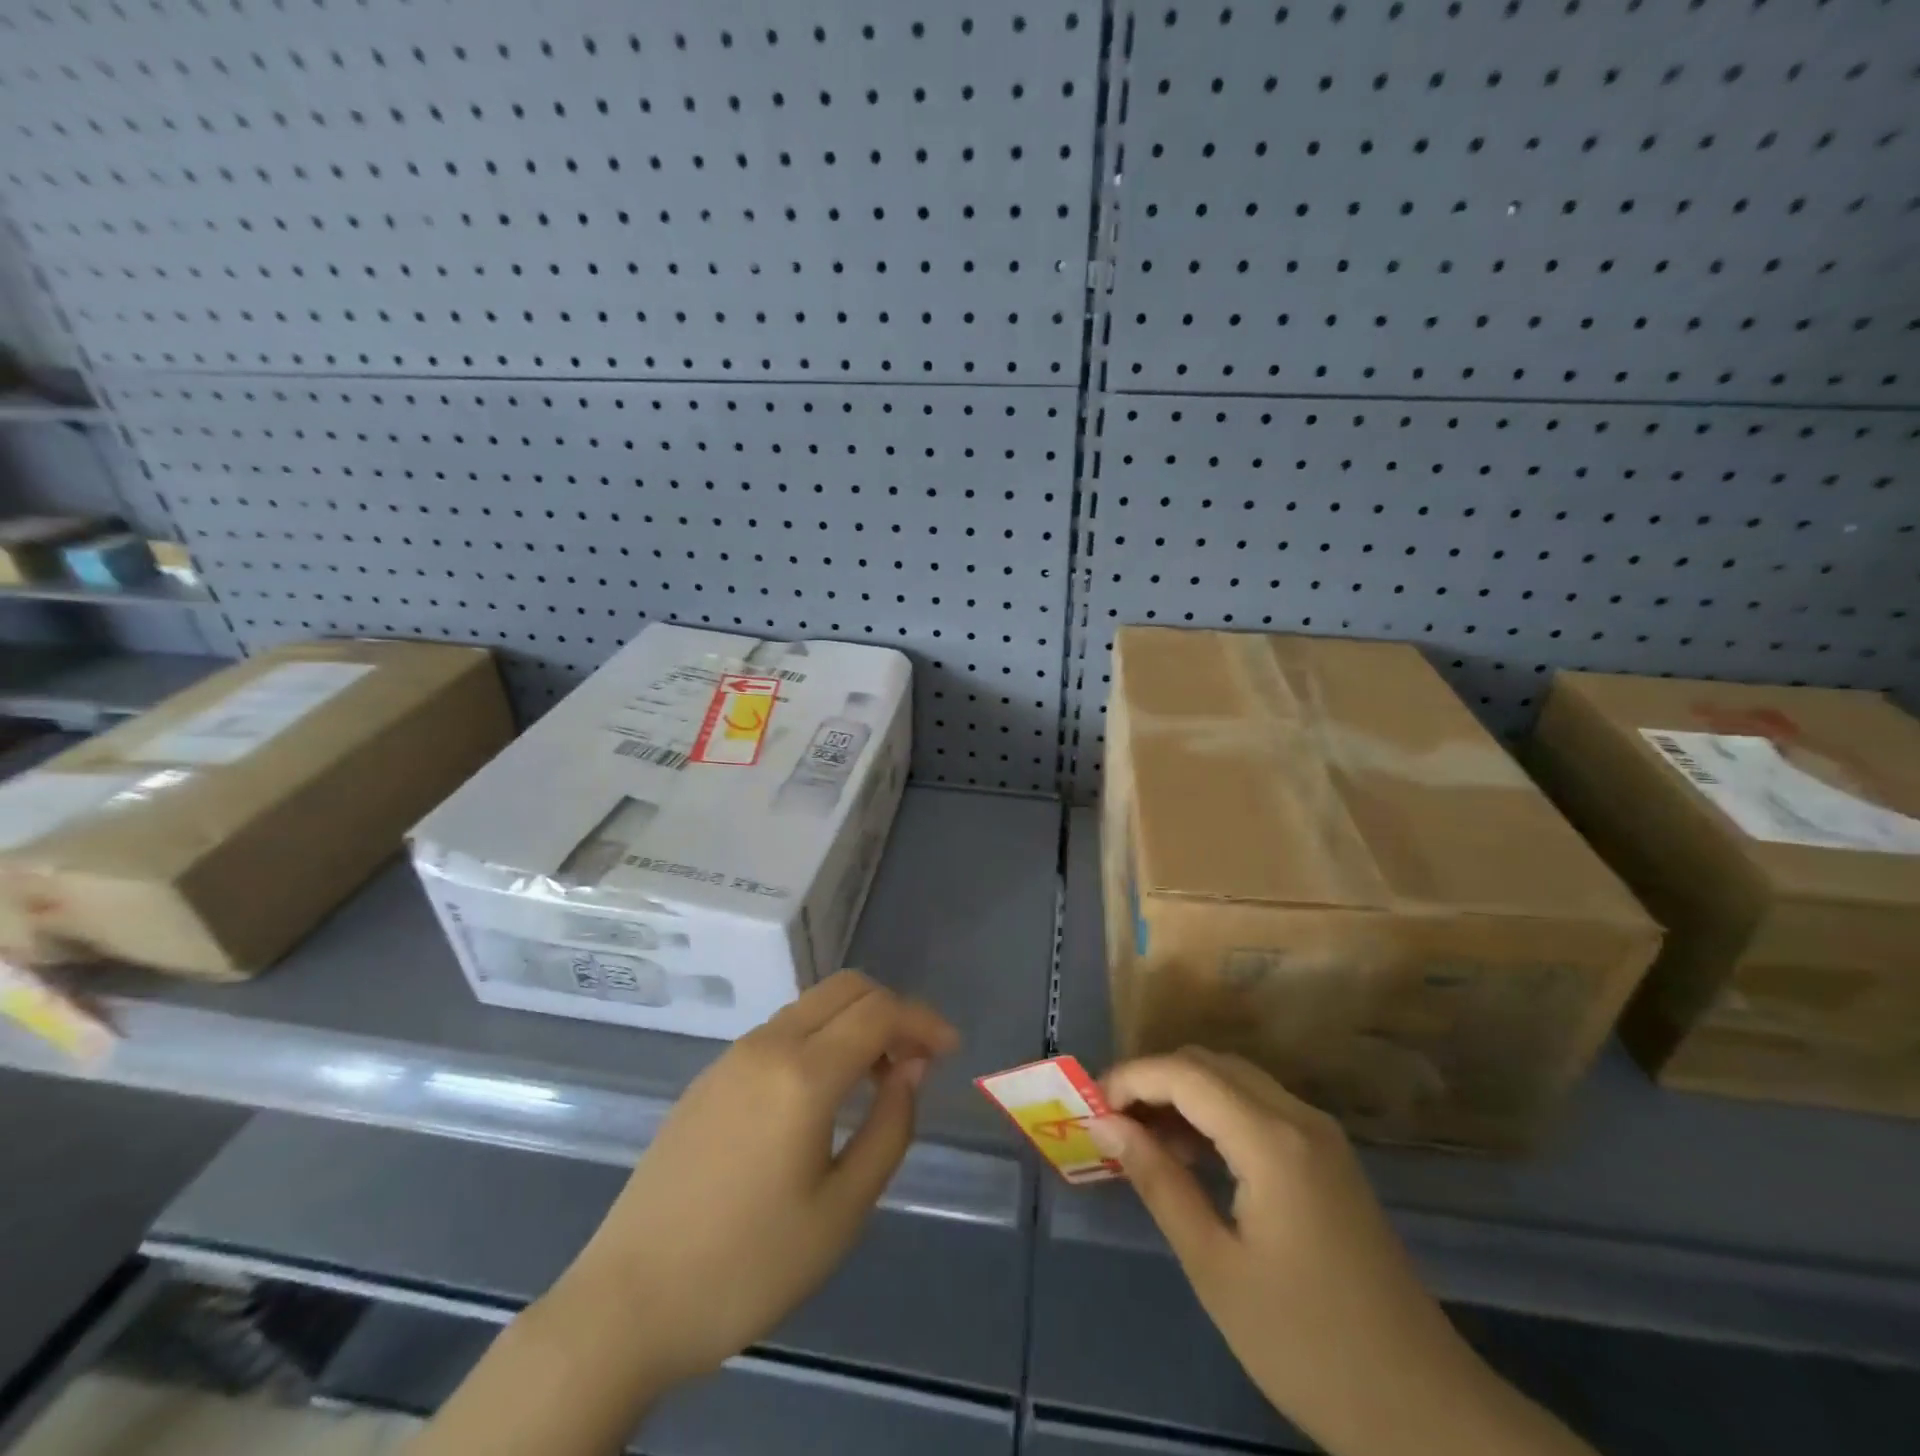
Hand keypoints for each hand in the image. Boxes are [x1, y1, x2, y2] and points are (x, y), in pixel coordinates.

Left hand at [555, 970, 958, 1386]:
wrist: (627, 1303)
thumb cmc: (747, 1266)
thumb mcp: (841, 1211)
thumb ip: (890, 1127)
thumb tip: (910, 1066)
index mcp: (802, 1073)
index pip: (880, 1011)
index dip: (923, 1021)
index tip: (951, 1051)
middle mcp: (767, 1044)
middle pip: (846, 988)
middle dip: (892, 1009)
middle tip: (917, 1059)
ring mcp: (732, 1056)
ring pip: (812, 1005)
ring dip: (855, 1022)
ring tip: (877, 1079)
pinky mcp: (710, 1077)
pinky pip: (782, 1031)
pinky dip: (820, 1037)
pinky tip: (823, 1092)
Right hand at [1093, 1049, 1591, 1455]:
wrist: (1424, 1411)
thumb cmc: (1306, 1344)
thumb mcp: (1215, 1267)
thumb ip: (1159, 1182)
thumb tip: (1107, 1125)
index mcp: (1272, 1140)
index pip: (1185, 1073)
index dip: (1132, 1078)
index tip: (1091, 1107)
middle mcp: (1300, 1118)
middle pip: (1210, 1064)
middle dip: (1155, 1081)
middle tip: (1113, 1123)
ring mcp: (1320, 1136)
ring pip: (1235, 1080)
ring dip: (1184, 1096)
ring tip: (1143, 1141)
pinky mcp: (1329, 1158)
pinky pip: (1259, 1108)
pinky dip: (1216, 1115)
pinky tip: (1193, 1157)